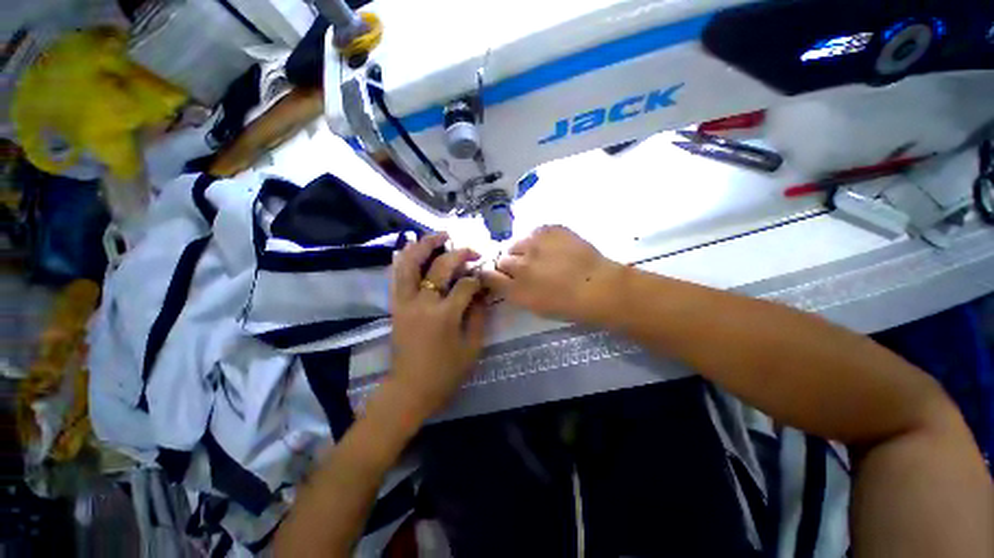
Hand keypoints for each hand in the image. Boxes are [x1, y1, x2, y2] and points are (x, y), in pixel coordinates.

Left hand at [385, 233, 486, 420]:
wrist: (410, 390)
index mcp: (444, 315)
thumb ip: (478, 316)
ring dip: (425, 245)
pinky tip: (412, 248)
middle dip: (459, 254)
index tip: (484, 278)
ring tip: (440, 235)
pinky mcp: (395, 306)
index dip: (478, 279)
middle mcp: (422, 303)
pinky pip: (397, 275)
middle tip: (471, 251)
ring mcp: (404, 302)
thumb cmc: (445, 373)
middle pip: (440, 267)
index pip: (465, 285)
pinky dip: (404, 258)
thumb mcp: (472, 347)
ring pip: (410, 263)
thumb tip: (482, 292)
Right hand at [481, 226, 621, 323]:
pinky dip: (539, 240)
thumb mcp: (535, 307)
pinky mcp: (549, 229)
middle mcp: (519, 265)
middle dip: (509, 264)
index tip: (498, 275)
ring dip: (523, 250)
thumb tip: (505, 280)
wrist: (599, 286)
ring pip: (516, 243)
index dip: (491, 274)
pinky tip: (552, 247)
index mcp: (515, 289)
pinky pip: (534, 232)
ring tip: (541, 255)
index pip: (488, 276)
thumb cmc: (569, 305)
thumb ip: (514, 292)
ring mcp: (534, 244)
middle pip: (501, 259)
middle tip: (525, 268)